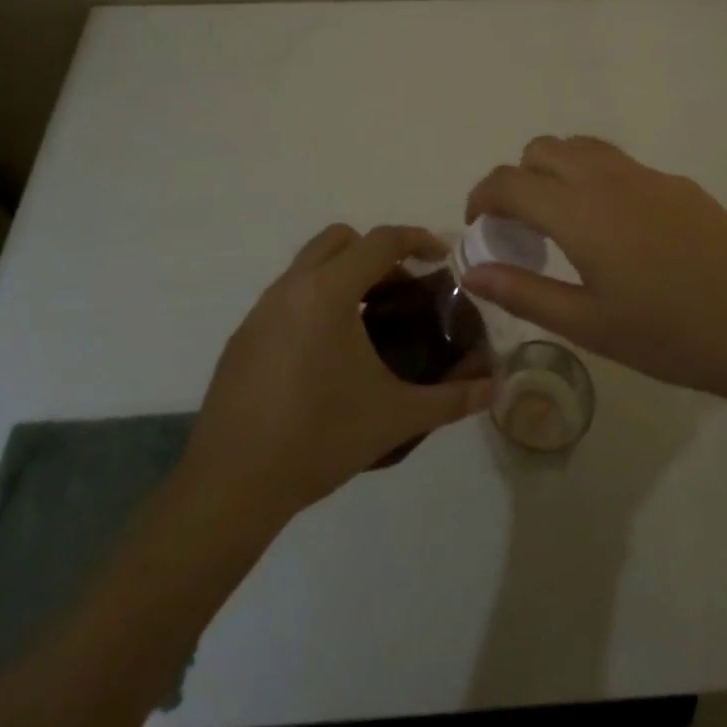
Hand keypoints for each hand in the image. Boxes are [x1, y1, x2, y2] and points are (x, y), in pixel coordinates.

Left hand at [178, 225, 493, 524]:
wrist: (231, 487)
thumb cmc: (319, 438)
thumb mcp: (395, 417)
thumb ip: (451, 399)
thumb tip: (494, 389)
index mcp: (329, 292)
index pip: (381, 241)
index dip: (417, 239)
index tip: (441, 257)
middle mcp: (291, 288)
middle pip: (339, 239)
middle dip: (375, 251)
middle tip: (401, 288)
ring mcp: (260, 311)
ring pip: (308, 266)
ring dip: (342, 276)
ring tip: (368, 322)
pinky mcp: (242, 338)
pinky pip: (287, 297)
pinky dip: (314, 302)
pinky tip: (326, 355)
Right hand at [464, 137, 726, 401]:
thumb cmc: (667, 333)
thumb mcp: (587, 324)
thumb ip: (523, 292)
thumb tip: (472, 271)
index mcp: (578, 211)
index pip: (509, 181)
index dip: (482, 196)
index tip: (479, 225)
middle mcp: (607, 178)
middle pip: (542, 149)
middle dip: (518, 178)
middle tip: (522, 227)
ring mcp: (647, 175)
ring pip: (583, 147)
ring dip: (557, 170)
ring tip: (564, 220)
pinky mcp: (678, 183)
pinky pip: (620, 164)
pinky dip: (596, 179)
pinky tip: (620, 232)